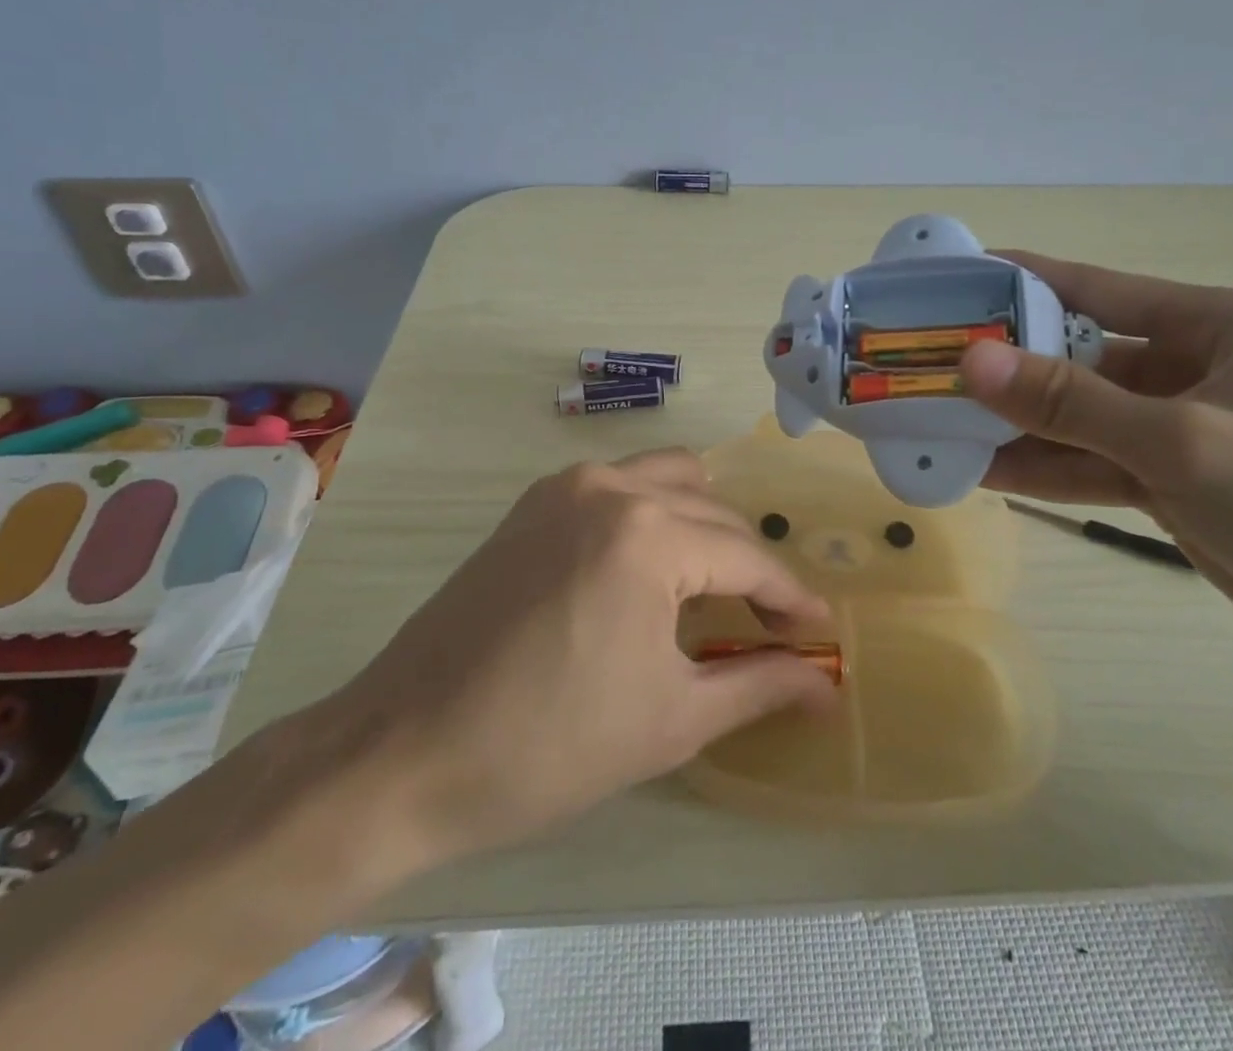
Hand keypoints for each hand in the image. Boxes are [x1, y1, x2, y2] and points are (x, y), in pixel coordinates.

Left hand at [328, 449, 835, 862]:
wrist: (403, 753)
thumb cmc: (547, 747)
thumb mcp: (671, 720)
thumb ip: (760, 686)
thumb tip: (828, 686)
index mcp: (648, 535)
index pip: (748, 558)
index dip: (791, 599)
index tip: (820, 632)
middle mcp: (612, 487)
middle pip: (714, 515)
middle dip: (752, 568)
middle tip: (772, 626)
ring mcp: (567, 486)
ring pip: (670, 479)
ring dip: (706, 525)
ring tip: (715, 587)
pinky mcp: (535, 501)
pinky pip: (621, 484)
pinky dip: (655, 511)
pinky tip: (653, 565)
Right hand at [959, 255, 1232, 696]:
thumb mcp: (1181, 442)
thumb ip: (1069, 401)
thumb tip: (973, 360)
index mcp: (1217, 324)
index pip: (1098, 288)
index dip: (1023, 282)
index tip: (956, 281)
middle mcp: (1197, 365)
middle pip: (1082, 357)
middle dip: (1011, 368)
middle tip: (933, 370)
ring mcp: (1185, 427)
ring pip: (1083, 417)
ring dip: (1022, 426)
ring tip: (944, 426)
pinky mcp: (1178, 480)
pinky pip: (1098, 462)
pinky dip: (1050, 469)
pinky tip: (989, 472)